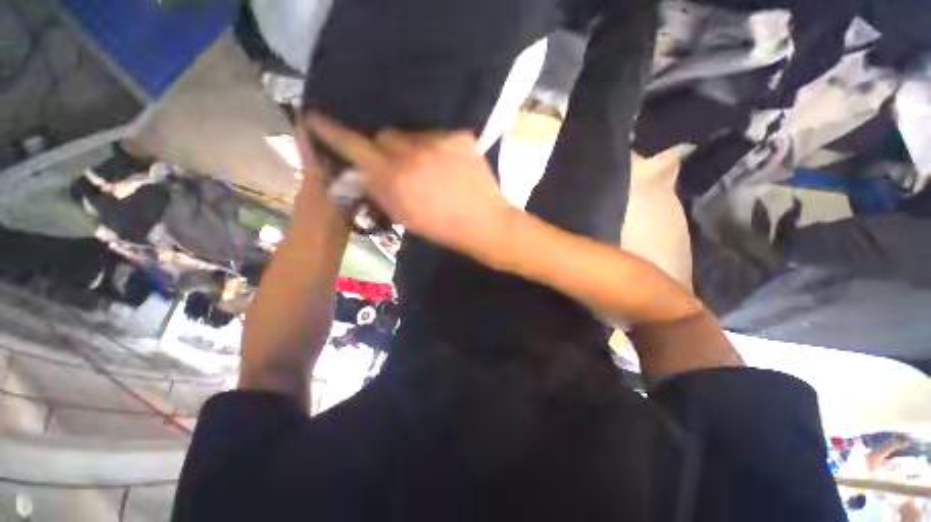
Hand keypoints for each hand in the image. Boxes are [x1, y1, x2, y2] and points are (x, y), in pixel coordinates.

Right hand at [306, 113, 511, 254]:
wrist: (485, 224)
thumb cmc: (444, 229)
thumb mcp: (405, 218)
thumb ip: (380, 192)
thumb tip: (362, 171)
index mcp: (396, 177)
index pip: (354, 145)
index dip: (331, 131)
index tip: (315, 117)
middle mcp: (413, 152)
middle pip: (385, 134)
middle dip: (386, 149)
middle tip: (401, 166)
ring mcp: (440, 141)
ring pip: (413, 133)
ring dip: (413, 148)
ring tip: (431, 168)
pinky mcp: (461, 137)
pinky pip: (439, 136)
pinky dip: (438, 148)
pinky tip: (450, 166)